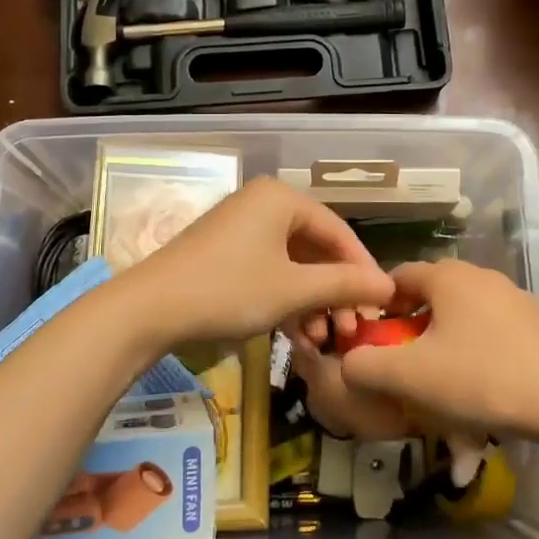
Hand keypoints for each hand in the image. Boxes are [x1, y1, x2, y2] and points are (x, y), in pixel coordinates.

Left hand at [123, 178, 394, 343]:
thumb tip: (388, 286)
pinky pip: (269, 271)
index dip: (362, 269)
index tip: (381, 305)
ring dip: (312, 303)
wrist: (150, 309)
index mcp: (281, 198)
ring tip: (324, 340)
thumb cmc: (229, 290)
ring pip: (292, 265)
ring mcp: (241, 228)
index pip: (338, 231)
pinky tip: (298, 336)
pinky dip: (286, 300)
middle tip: (352, 329)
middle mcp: (262, 204)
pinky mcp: (224, 253)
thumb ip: (344, 285)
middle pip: (315, 249)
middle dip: (335, 292)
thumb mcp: (293, 290)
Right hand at [337, 260, 538, 444]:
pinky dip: (477, 353)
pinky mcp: (538, 323)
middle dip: (412, 329)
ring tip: (444, 384)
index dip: (378, 307)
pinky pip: (492, 332)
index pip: (397, 277)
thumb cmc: (482, 379)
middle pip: (430, 296)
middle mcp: (480, 275)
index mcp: (447, 276)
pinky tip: (484, 389)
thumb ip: (364, 367)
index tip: (374, 342)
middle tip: (406, 367)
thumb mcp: (410, 377)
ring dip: (445, 343)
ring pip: (462, 316)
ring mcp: (514, 297)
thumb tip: (346, 364)